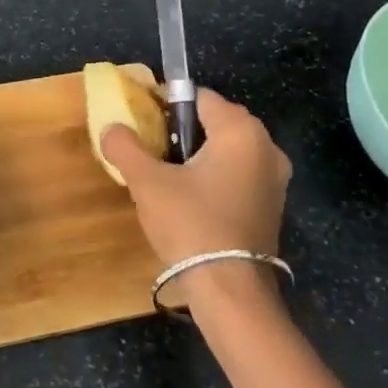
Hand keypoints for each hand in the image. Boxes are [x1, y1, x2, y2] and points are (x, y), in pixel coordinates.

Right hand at [101, 88, 291, 269]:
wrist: (229, 290)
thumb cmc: (190, 224)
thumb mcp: (147, 182)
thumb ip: (125, 146)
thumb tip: (112, 128)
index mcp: (241, 131)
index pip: (198, 97)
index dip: (165, 102)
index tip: (140, 119)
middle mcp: (266, 147)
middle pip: (215, 121)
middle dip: (181, 129)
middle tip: (150, 148)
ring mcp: (275, 179)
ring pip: (227, 150)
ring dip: (197, 155)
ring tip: (165, 174)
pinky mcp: (272, 205)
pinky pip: (238, 174)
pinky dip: (214, 176)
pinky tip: (190, 198)